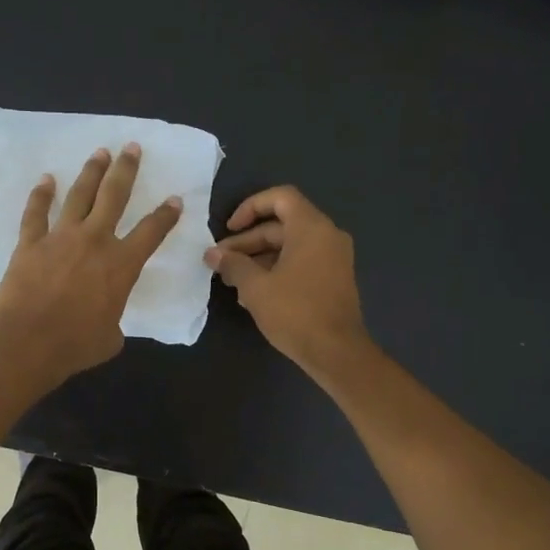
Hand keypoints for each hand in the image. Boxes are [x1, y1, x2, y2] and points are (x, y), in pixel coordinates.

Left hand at [0, 143, 182, 387]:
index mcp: (121, 265)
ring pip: (79, 195)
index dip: (166, 215)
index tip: (174, 199)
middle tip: (131, 148)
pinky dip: (41, 195)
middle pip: (114, 196)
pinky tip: (46, 180)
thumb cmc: (75, 345)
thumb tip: (106, 320)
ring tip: (99, 153)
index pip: (152, 232)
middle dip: (126, 170)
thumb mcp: (110, 337)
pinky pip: (36, 212)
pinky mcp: (30, 243)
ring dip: (91, 172)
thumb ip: (114, 319)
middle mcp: (95, 241)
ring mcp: (60, 237)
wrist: (28, 342)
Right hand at [205, 186, 368, 374]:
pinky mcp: (333, 280)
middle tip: (220, 262)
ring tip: (231, 282)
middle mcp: (327, 236)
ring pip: (289, 247)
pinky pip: (301, 263)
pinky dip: (276, 270)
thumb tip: (213, 254)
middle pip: (281, 225)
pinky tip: (253, 294)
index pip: (280, 197)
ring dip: (258, 259)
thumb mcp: (255, 286)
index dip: (250, 207)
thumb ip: (233, 264)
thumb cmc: (295, 312)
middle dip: (247, 242)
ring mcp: (333, 259)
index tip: (229, 229)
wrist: (336, 352)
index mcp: (311, 228)